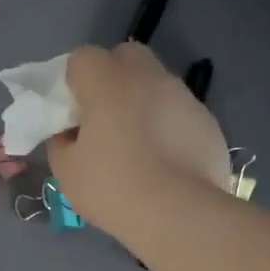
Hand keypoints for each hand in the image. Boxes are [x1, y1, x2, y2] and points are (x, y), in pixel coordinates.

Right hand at [48, 43, 231, 236]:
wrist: (178, 214)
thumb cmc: (112, 188)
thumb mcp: (66, 170)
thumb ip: (62, 142)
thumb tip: (72, 134)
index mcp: (107, 82)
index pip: (83, 58)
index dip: (75, 81)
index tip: (74, 112)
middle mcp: (148, 77)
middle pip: (126, 56)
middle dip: (113, 77)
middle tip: (106, 118)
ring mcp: (183, 96)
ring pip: (157, 83)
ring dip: (143, 101)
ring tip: (139, 145)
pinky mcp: (207, 121)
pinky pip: (180, 112)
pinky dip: (169, 125)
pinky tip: (166, 161)